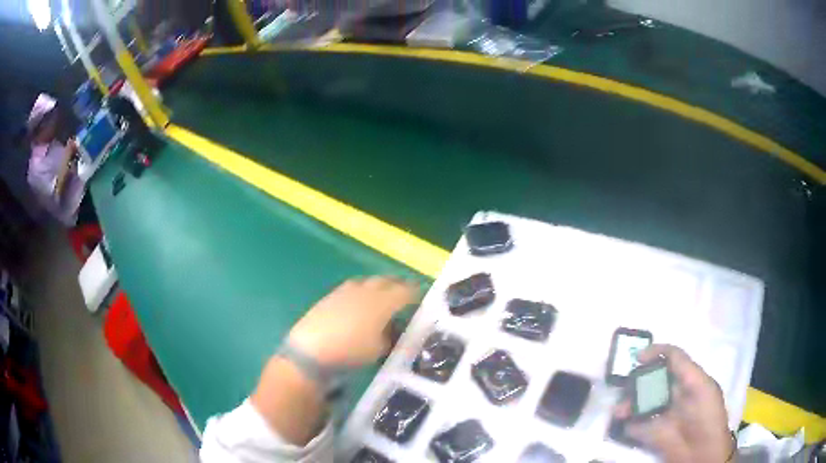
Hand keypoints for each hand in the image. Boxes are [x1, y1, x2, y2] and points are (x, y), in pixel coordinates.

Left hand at [287, 277, 419, 367]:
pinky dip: (361, 291)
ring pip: (367, 282)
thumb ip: (388, 337)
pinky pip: (352, 288)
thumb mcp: (378, 349)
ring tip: (381, 296)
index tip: (421, 296)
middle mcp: (366, 291)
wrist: (311, 348)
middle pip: (386, 281)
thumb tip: (391, 330)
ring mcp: (346, 291)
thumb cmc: (350, 350)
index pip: (404, 291)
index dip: (414, 292)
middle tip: (404, 293)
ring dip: (378, 286)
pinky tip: (358, 303)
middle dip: (397, 285)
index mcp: (382, 302)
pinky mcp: (331, 296)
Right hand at [614, 345, 733, 462]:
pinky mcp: (651, 434)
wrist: (700, 453)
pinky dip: (627, 423)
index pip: (671, 358)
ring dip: (628, 403)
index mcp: (687, 379)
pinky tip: (623, 423)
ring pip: (640, 402)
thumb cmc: (705, 414)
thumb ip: (683, 369)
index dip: (656, 353)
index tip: (638, 357)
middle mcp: (673, 394)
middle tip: (624, 386)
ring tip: (619, 411)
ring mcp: (661, 415)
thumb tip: (656, 358)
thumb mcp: (700, 386)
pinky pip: (634, 425)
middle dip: (636, 381)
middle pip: (651, 380)